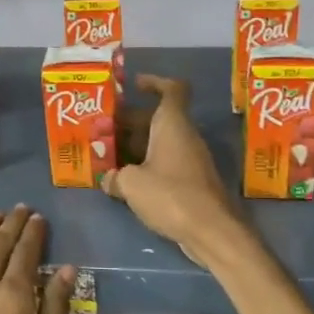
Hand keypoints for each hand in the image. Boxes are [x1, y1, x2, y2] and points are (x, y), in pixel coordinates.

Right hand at [102, 74, 245, 268]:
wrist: (211, 230)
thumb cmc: (171, 195)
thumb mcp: (131, 184)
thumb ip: (115, 176)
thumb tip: (109, 178)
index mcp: (172, 125)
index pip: (172, 89)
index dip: (154, 82)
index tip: (133, 86)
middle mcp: (184, 137)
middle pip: (157, 118)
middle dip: (129, 121)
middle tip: (103, 129)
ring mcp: (190, 160)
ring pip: (160, 142)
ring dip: (135, 145)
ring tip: (107, 155)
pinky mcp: (191, 182)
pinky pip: (165, 163)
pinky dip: (146, 165)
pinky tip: (125, 181)